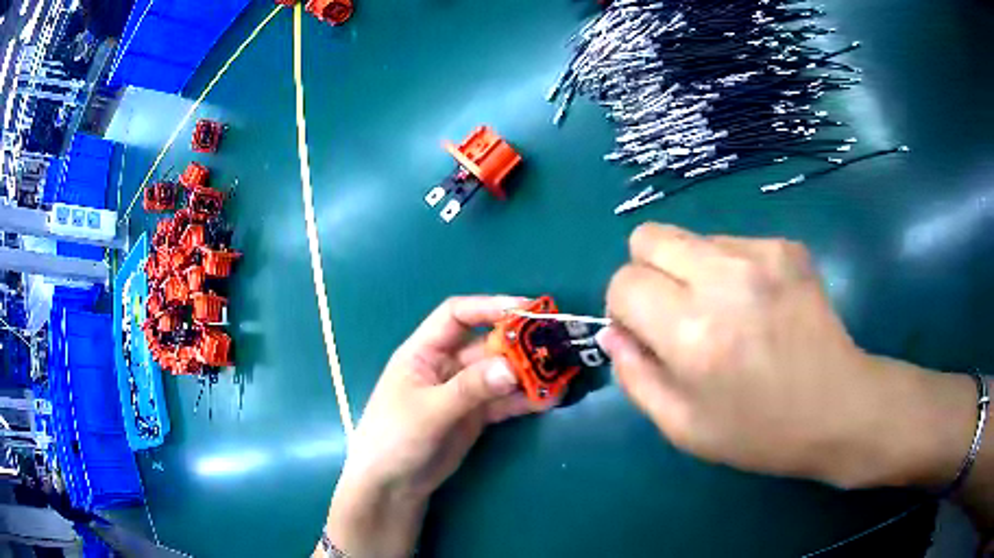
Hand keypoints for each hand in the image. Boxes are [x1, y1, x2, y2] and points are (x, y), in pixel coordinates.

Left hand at [324, 296, 553, 557]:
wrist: (392, 485)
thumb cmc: (394, 438)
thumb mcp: (428, 411)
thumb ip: (469, 389)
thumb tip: (511, 368)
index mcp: (424, 352)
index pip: (456, 315)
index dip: (489, 307)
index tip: (526, 310)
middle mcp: (446, 366)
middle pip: (486, 344)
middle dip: (518, 344)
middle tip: (553, 345)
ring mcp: (463, 392)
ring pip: (500, 374)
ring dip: (528, 374)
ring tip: (560, 375)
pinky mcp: (475, 416)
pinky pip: (504, 401)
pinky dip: (525, 399)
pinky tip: (549, 399)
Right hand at [602, 224, 976, 489]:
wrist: (837, 408)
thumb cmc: (758, 432)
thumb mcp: (682, 427)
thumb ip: (635, 376)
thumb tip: (615, 331)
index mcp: (692, 331)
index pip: (624, 282)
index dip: (626, 308)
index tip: (648, 333)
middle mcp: (723, 278)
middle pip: (649, 237)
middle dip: (649, 273)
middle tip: (679, 313)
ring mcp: (761, 253)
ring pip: (692, 240)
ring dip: (695, 273)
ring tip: (730, 315)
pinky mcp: (786, 246)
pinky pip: (733, 244)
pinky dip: (732, 271)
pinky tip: (760, 306)